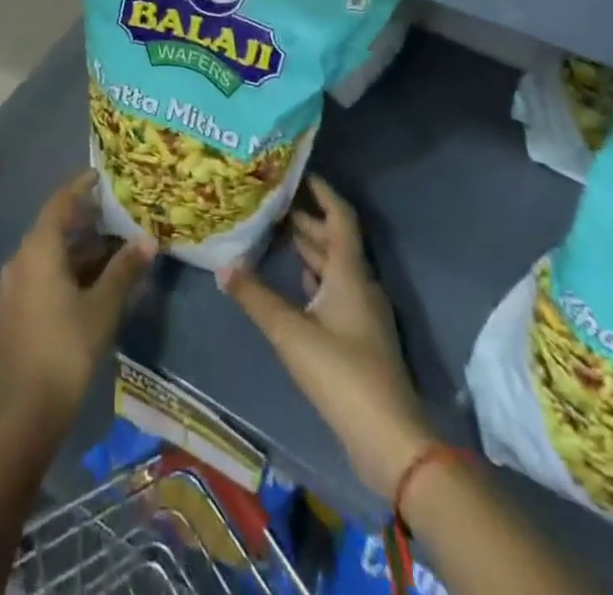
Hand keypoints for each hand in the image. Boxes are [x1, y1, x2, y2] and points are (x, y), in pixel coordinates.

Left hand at [0, 171, 153, 434]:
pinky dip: (64, 270)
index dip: (79, 188)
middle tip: (114, 216)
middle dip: (83, 221)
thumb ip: (124, 270)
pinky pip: (40, 275)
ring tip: (110, 250)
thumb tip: (148, 241)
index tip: (100, 176)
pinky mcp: (12, 310)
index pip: (59, 204)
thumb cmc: (67, 349)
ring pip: (47, 254)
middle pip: (53, 228)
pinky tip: (88, 283)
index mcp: (38, 250)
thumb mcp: (102, 307)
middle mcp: (20, 260)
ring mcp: (12, 286)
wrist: (26, 411)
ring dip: (76, 249)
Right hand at [219, 176, 436, 499]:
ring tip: (274, 232)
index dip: (322, 191)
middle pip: (334, 240)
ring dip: (308, 247)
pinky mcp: (358, 338)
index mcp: (350, 273)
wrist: (390, 441)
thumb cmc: (342, 374)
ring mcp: (361, 313)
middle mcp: (359, 284)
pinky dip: (313, 277)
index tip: (297, 171)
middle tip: (270, 200)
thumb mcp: (290, 332)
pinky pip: (334, 290)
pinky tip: (294, 279)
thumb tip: (222, 264)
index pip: (339, 217)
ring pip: (333, 266)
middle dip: (305, 218)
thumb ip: (254, 296)